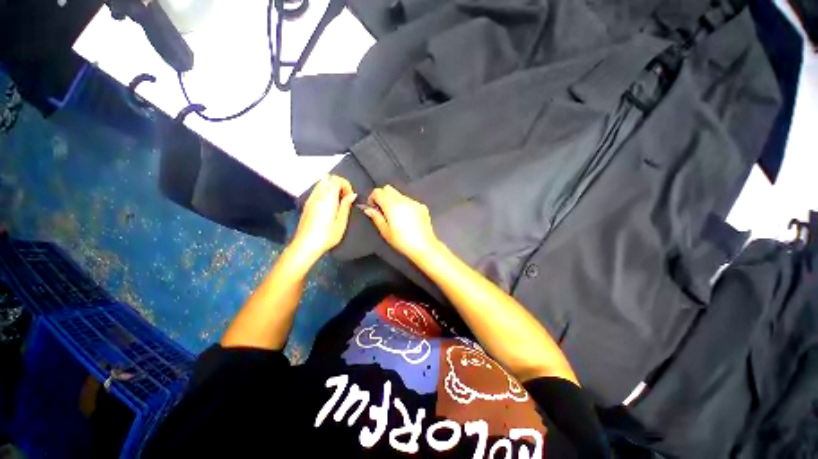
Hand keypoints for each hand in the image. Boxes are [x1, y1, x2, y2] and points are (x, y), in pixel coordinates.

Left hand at [291, 175, 356, 262]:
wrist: (305, 245)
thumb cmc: (326, 235)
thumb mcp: (341, 222)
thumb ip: (346, 205)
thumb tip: (352, 195)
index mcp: (328, 197)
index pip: (336, 179)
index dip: (346, 184)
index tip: (350, 196)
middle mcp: (317, 195)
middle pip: (328, 178)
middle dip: (339, 185)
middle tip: (345, 198)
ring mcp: (310, 199)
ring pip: (321, 184)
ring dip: (332, 188)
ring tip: (338, 203)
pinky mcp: (307, 204)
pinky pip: (317, 191)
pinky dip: (325, 193)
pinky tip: (329, 207)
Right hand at [363, 185, 440, 260]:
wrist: (424, 246)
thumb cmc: (402, 241)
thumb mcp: (385, 231)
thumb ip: (376, 217)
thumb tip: (368, 209)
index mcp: (391, 204)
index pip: (378, 191)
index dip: (372, 198)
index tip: (373, 209)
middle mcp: (403, 199)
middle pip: (388, 189)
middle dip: (383, 196)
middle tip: (382, 211)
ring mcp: (414, 202)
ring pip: (399, 194)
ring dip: (394, 201)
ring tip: (396, 216)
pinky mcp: (422, 206)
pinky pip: (409, 201)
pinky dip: (405, 205)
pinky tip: (407, 219)